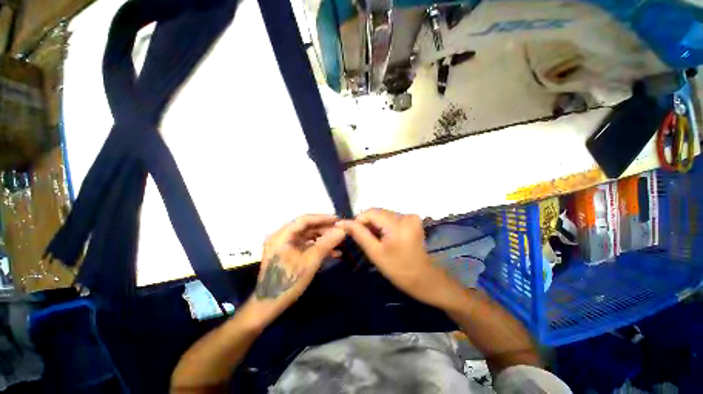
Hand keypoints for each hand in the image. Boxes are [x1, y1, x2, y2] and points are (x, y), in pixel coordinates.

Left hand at [246, 214, 345, 325]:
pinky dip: (319, 248)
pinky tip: (333, 252)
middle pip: (307, 227)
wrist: (269, 306)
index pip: (304, 220)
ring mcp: (285, 246)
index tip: (338, 219)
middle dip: (325, 230)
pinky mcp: (289, 253)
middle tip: (341, 232)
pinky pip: (306, 246)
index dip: (323, 218)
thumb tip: (343, 230)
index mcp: (282, 235)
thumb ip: (326, 243)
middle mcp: (282, 237)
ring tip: (340, 242)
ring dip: (324, 239)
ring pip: (308, 237)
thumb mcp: (310, 261)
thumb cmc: (288, 282)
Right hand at [339, 208, 456, 307]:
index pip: (371, 212)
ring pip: (384, 214)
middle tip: (367, 240)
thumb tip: (342, 222)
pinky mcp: (413, 219)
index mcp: (397, 224)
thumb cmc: (398, 269)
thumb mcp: (375, 252)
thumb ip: (359, 234)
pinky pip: (392, 217)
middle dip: (368, 223)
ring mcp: (411, 216)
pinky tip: (385, 237)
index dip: (359, 220)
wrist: (423, 278)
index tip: (354, 233)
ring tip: (377, 240)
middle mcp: (406, 215)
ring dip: (376, 224)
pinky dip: (385, 225)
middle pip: (378, 212)